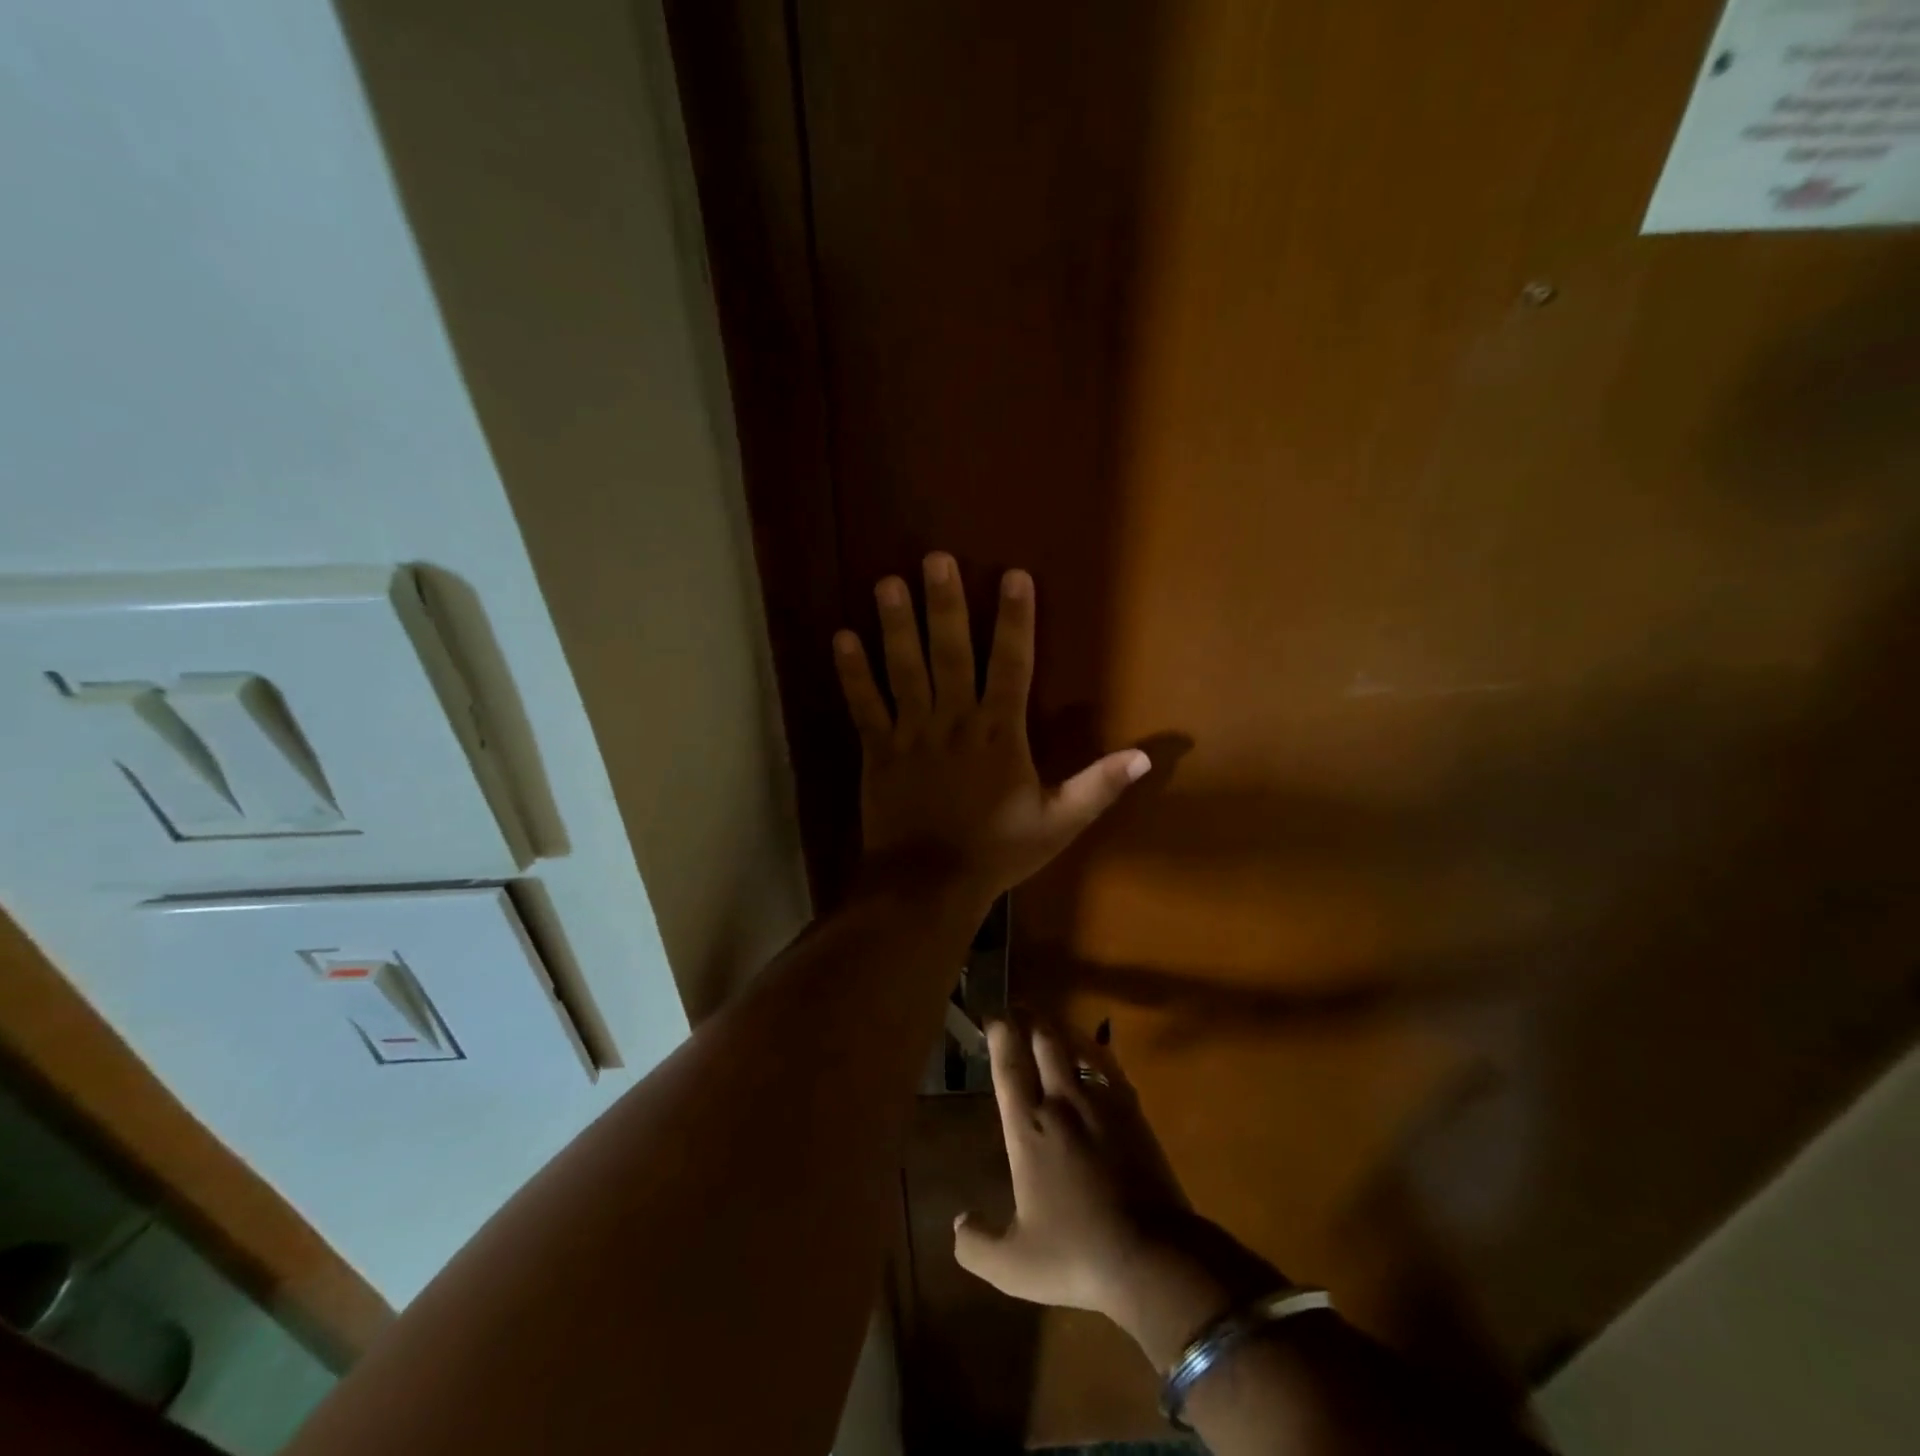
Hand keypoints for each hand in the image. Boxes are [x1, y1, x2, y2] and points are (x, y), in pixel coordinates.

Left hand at [834, 552, 1148, 900]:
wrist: (929, 886)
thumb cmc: (997, 851)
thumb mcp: (1059, 822)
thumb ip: (1100, 785)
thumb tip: (1148, 754)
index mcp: (1000, 733)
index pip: (1013, 665)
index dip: (1015, 619)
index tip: (1013, 575)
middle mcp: (955, 721)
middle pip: (950, 653)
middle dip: (945, 604)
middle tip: (935, 558)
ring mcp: (912, 733)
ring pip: (904, 670)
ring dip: (895, 626)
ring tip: (887, 583)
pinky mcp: (878, 751)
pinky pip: (864, 706)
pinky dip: (852, 674)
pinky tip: (840, 637)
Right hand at [951, 1021, 1194, 1322]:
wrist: (1153, 1255)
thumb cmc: (1076, 1254)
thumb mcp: (1013, 1265)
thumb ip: (976, 1244)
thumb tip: (958, 1223)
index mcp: (1028, 1128)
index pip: (1009, 1066)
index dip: (999, 1034)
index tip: (992, 1015)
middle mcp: (1062, 1102)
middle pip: (1045, 1041)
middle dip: (1029, 1018)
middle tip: (1018, 1008)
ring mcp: (1101, 1103)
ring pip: (1077, 1048)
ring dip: (1060, 1031)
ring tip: (1050, 1025)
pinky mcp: (1132, 1112)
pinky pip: (1109, 1068)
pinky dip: (1096, 1055)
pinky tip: (1094, 1057)